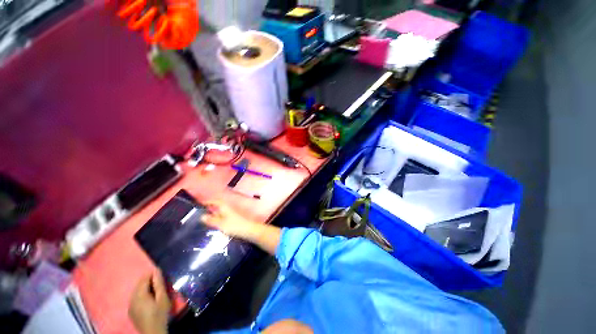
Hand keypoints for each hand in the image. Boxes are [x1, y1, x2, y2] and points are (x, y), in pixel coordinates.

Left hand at [129, 271, 170, 333]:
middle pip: (139, 285)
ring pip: (136, 292)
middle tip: (158, 290)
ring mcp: (129, 303)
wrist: (153, 333)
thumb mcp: (163, 301)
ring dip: (144, 292)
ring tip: (153, 298)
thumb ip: (159, 285)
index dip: (152, 276)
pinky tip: (147, 306)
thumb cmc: (159, 317)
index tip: (160, 280)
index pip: (144, 277)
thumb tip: (157, 270)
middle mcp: (131, 295)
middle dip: (148, 284)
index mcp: (139, 291)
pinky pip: (134, 300)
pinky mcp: (130, 311)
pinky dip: (140, 300)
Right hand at [203, 201, 258, 238]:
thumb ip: (211, 220)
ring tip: (205, 221)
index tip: (197, 206)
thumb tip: (201, 216)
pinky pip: (223, 217)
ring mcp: (230, 212)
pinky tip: (216, 225)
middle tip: (199, 215)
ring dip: (213, 215)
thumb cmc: (235, 226)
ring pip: (219, 212)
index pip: (211, 201)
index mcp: (222, 205)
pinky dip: (218, 219)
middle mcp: (226, 207)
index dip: (205, 202)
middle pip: (215, 206)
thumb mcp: (220, 224)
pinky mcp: (233, 219)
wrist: (251, 231)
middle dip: (208, 209)